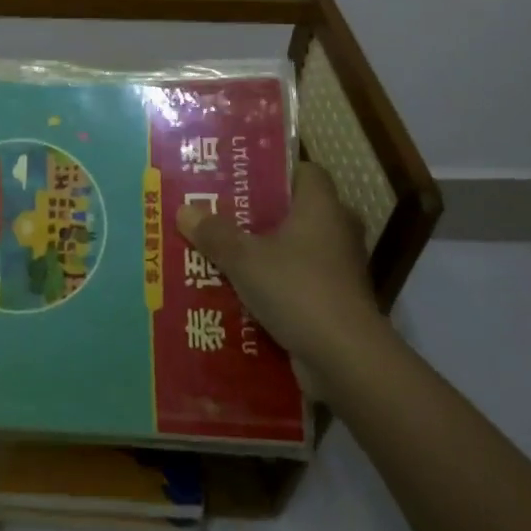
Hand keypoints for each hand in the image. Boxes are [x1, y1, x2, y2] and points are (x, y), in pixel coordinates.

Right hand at [176, 163, 383, 382]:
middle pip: (297, 212)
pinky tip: (243, 294)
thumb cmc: (297, 288)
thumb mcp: (244, 258)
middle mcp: (337, 231)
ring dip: (268, 254)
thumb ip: (214, 233)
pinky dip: (278, 286)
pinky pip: (301, 283)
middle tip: (223, 217)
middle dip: (262, 216)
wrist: (346, 359)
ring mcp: (341, 270)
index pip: (307, 172)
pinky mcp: (338, 303)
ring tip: (225, 255)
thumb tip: (184, 210)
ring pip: (297, 250)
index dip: (276, 173)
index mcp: (322, 206)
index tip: (242, 180)